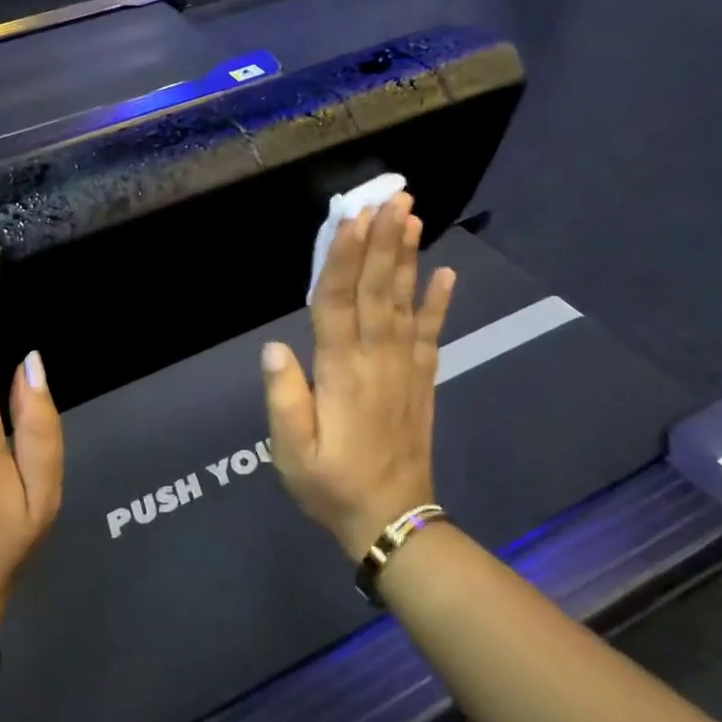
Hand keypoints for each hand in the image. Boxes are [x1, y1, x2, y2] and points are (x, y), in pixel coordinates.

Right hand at [260, 193, 455, 560]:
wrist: (392, 523)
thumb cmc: (330, 485)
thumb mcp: (291, 452)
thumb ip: (284, 398)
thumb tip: (275, 347)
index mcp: (341, 373)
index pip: (340, 303)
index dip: (344, 258)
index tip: (351, 218)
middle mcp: (377, 360)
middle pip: (379, 290)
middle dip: (383, 241)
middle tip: (393, 198)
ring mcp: (406, 369)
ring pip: (406, 303)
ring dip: (408, 258)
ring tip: (413, 218)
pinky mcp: (422, 381)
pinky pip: (433, 335)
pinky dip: (441, 302)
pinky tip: (447, 272)